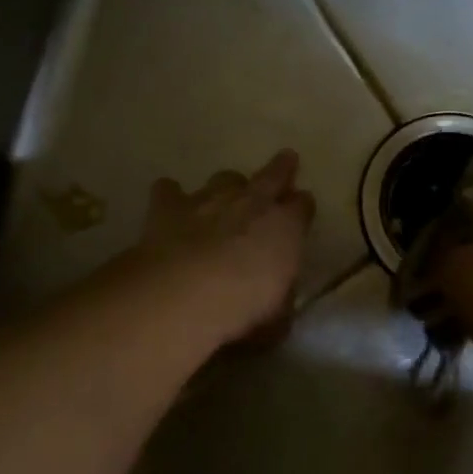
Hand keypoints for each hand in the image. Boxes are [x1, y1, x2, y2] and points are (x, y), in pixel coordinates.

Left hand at [125, 150, 315, 349]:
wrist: (185, 293)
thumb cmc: (243, 306)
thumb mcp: (277, 314)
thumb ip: (281, 299)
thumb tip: (280, 301)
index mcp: (286, 226)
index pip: (303, 206)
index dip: (303, 208)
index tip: (302, 209)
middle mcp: (252, 203)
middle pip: (272, 175)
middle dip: (281, 168)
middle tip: (286, 159)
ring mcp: (210, 199)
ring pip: (224, 178)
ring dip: (228, 185)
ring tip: (225, 193)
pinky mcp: (171, 207)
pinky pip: (170, 191)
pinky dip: (171, 195)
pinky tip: (169, 201)